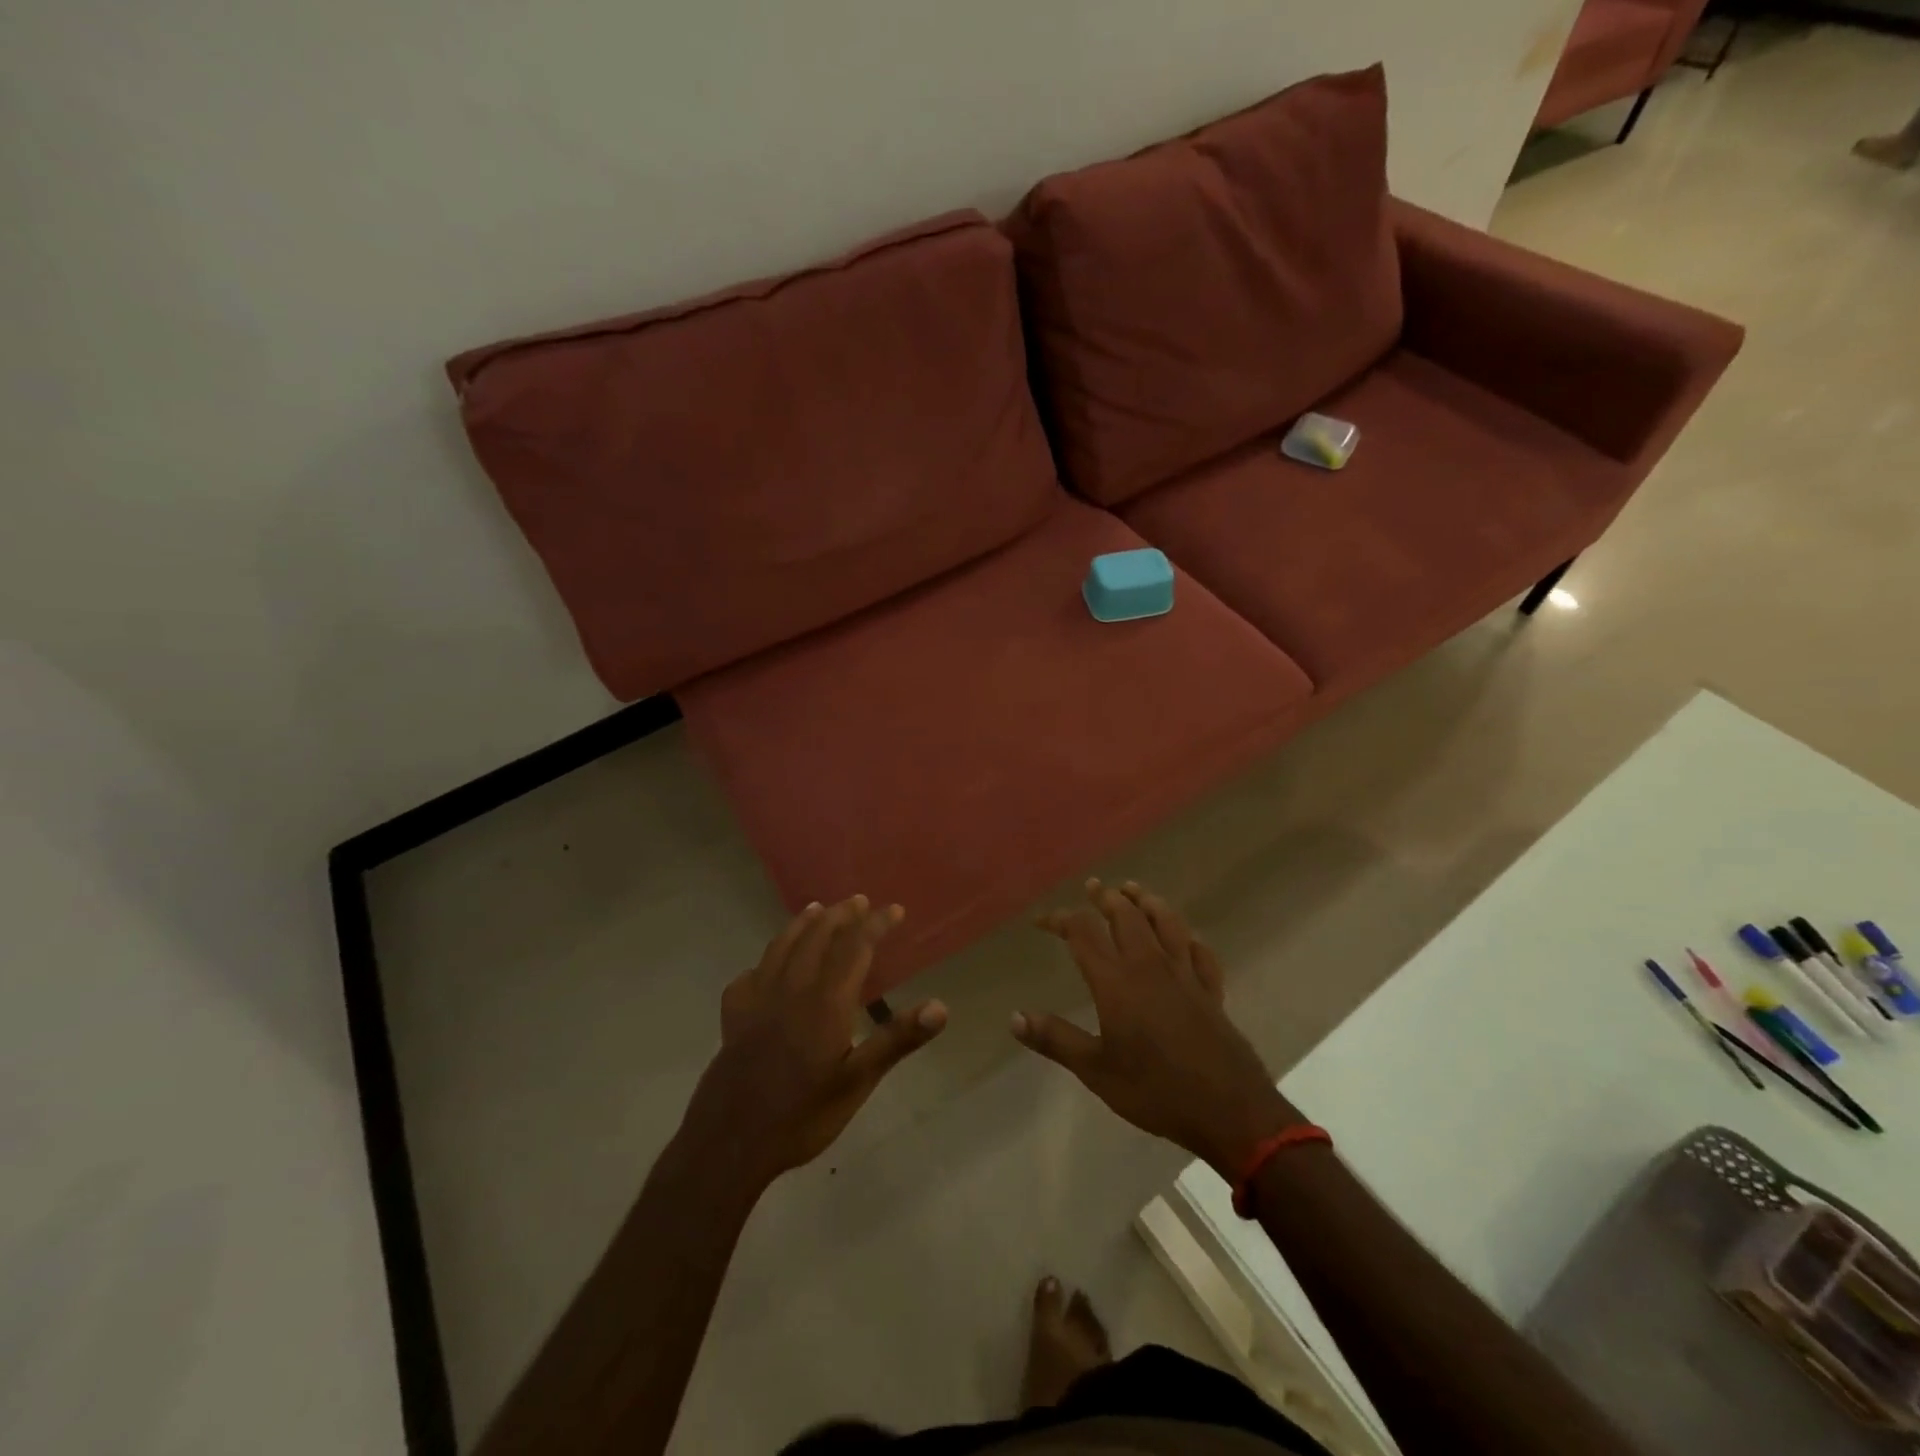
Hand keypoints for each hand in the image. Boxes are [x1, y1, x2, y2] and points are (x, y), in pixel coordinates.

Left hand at [681, 896, 946, 1192]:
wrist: (729, 1143)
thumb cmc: (802, 1115)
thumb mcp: (857, 1082)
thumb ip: (897, 1040)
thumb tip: (940, 1006)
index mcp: (825, 1001)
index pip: (855, 947)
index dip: (876, 925)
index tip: (895, 910)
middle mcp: (791, 988)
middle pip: (817, 937)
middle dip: (841, 915)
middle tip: (858, 901)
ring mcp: (757, 999)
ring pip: (781, 947)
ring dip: (802, 924)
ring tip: (816, 909)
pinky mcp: (733, 1016)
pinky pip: (750, 974)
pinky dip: (765, 960)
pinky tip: (767, 967)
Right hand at [1013, 880, 1295, 1179]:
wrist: (1228, 1110)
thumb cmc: (1155, 1090)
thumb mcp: (1096, 1070)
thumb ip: (1055, 1039)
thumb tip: (1015, 1017)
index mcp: (1116, 981)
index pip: (1082, 932)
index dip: (1060, 919)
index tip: (1042, 921)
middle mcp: (1149, 965)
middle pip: (1126, 916)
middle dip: (1106, 898)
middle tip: (1093, 886)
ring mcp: (1185, 974)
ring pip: (1166, 923)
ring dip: (1147, 902)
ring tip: (1134, 890)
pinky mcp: (1211, 990)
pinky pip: (1201, 952)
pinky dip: (1189, 938)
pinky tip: (1186, 937)